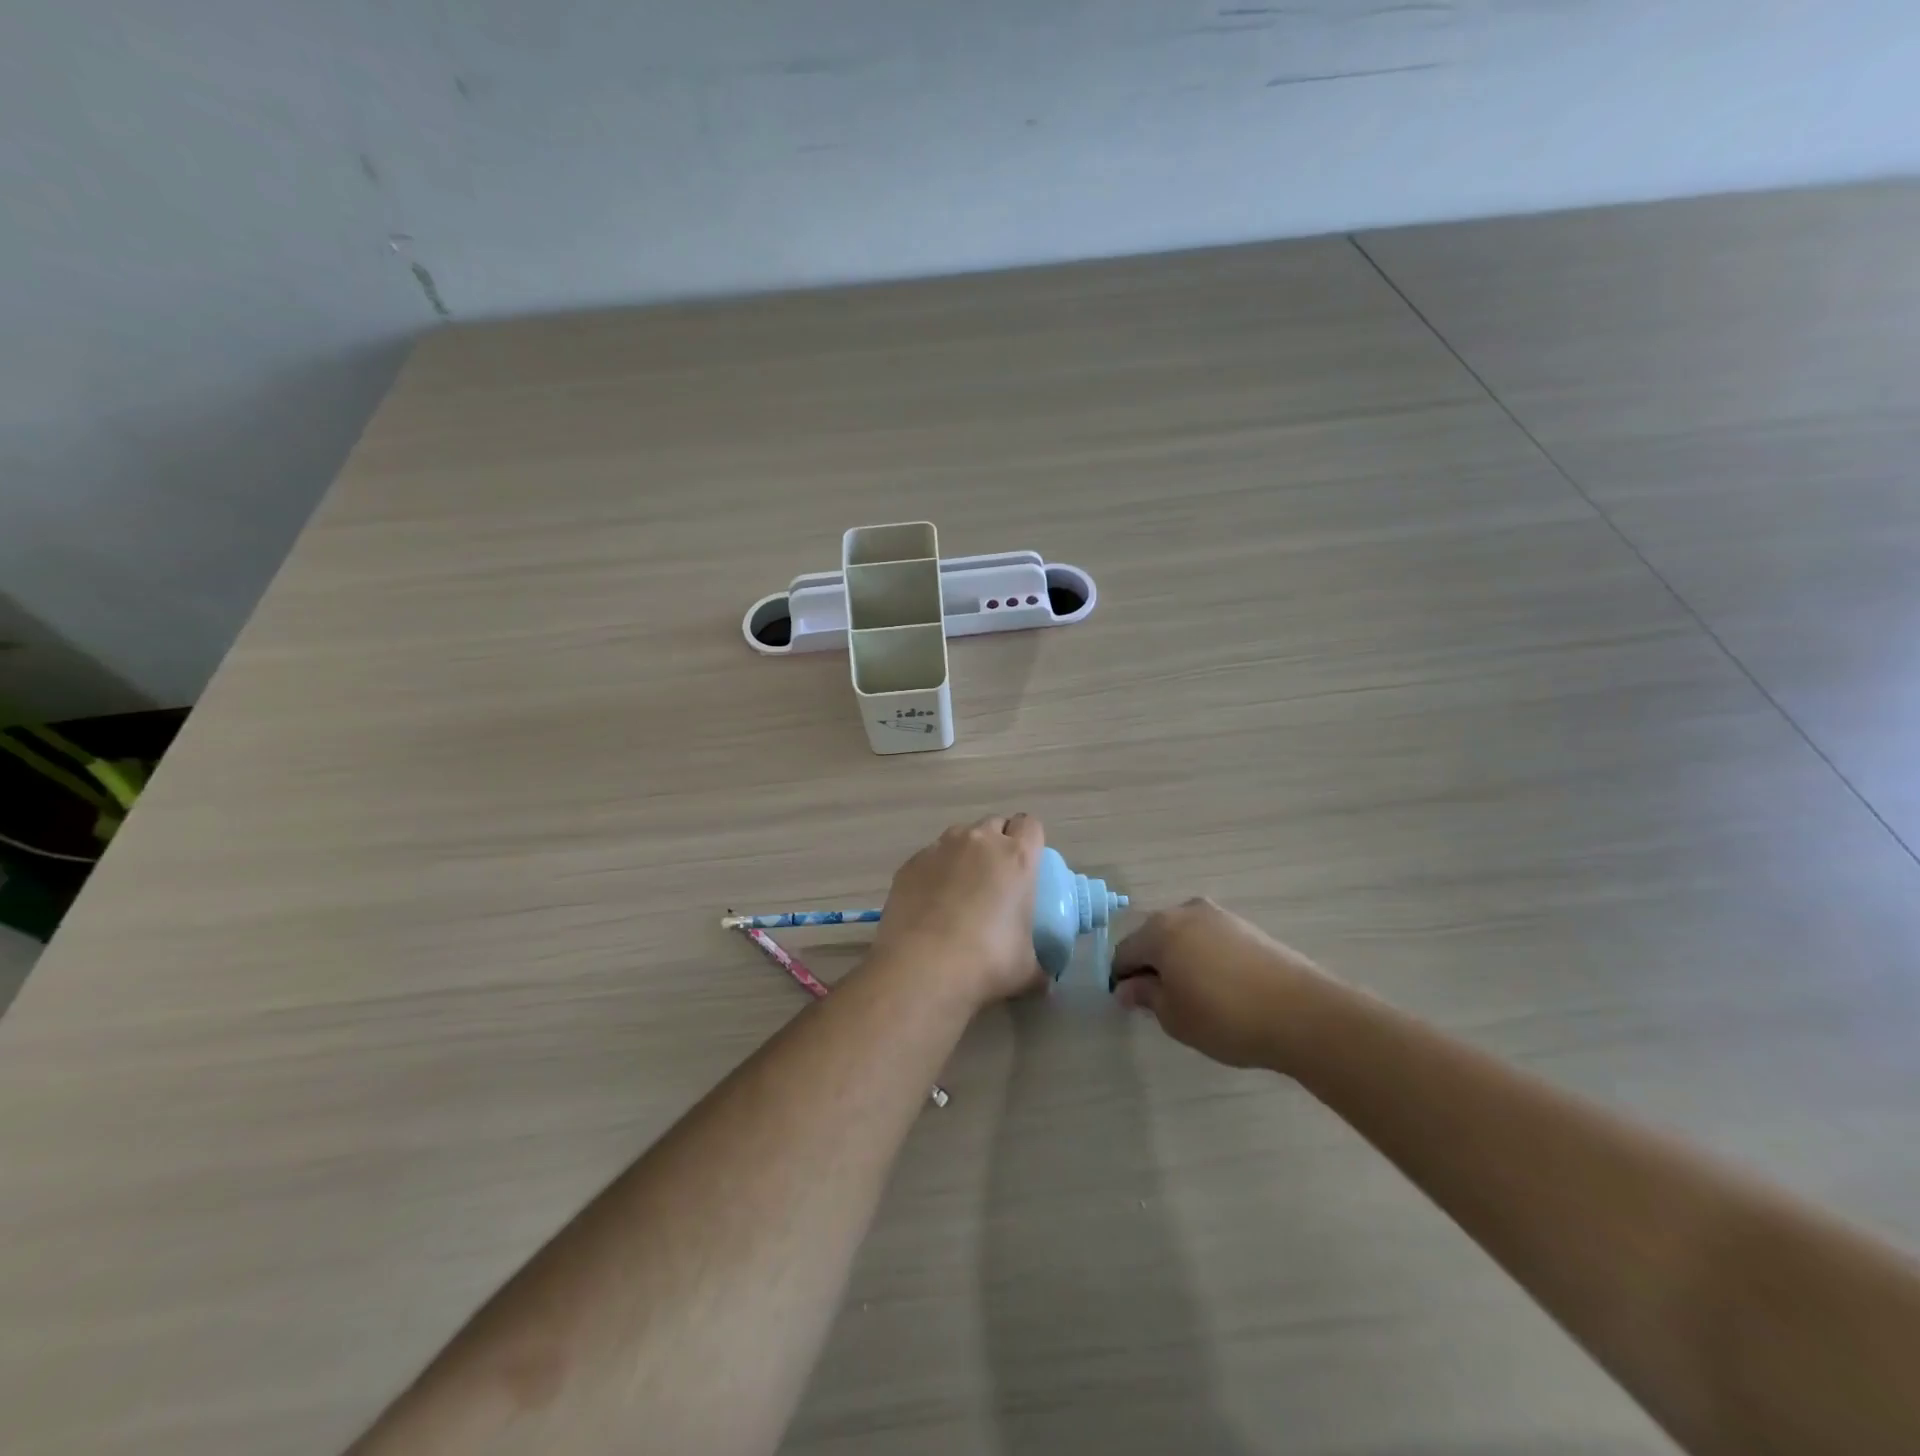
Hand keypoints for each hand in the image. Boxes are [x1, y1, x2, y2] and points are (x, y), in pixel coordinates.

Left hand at [870, 814, 1046, 1009]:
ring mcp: (940, 848)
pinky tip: (930, 903)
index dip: (1030, 839)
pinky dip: (935, 871)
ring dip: (965, 853)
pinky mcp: (910, 863)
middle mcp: (979, 842)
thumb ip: (1040, 967)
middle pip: (994, 824)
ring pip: (959, 836)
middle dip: (998, 842)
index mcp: (1016, 858)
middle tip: (996, 877)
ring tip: (960, 889)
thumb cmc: (987, 963)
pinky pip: (930, 857)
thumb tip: (1044, 981)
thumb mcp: (1027, 970)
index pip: (1031, 825)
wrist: (922, 968)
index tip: (1028, 862)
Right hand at [1111, 898, 1327, 1069]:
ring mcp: (1218, 916)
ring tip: (1193, 995)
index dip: (1121, 979)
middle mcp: (1185, 912)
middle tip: (1160, 1001)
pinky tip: (1218, 986)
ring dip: (1179, 959)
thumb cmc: (1225, 1017)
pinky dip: (1204, 957)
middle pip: (1153, 938)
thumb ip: (1146, 996)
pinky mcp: (1245, 926)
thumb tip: (1128, 987)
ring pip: (1183, 936)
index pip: (1125, 952)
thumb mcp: (1174, 1017)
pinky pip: (1209, 939)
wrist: (1302, 1013)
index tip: (1129, 1004)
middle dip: (1151, 965)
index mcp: (1159, 930)